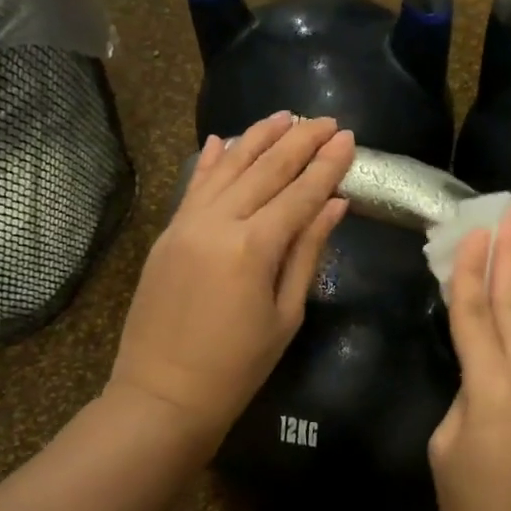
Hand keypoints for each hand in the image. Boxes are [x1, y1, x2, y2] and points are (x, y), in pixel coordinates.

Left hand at [110, 112, 352, 449]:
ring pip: (227, 168)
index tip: (348, 138)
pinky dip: (211, 161)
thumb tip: (333, 204)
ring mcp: (186, 224)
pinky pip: (194, 186)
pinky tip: (224, 139)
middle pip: (265, 170)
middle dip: (299, 141)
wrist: (163, 394)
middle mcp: (218, 222)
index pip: (300, 193)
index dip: (327, 165)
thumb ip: (307, 252)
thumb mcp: (286, 313)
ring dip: (257, 138)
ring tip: (284, 116)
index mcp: (253, 247)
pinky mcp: (168, 233)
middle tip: (325, 120)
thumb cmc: (238, 366)